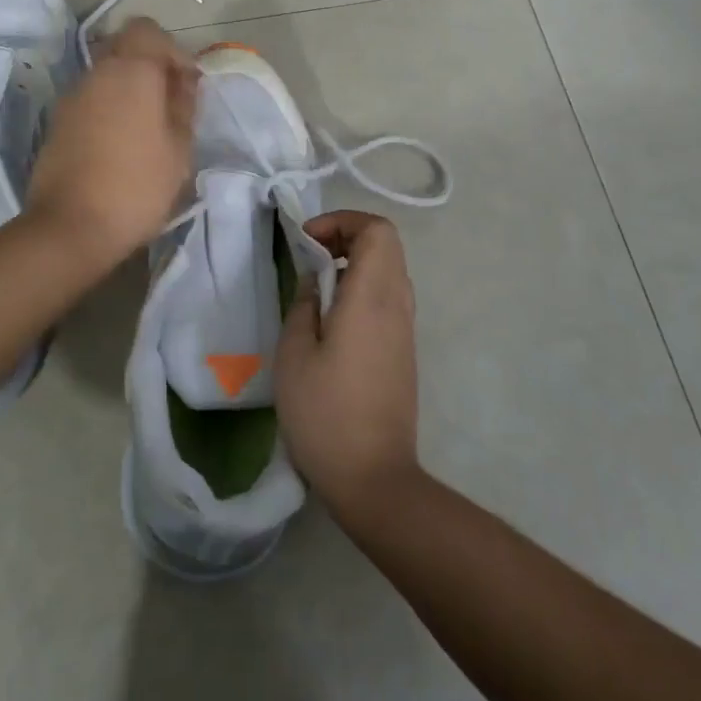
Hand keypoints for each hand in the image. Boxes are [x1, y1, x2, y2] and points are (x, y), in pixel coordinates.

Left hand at [26, 19, 196, 263]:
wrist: (70, 227)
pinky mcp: (58, 123)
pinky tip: (122, 146)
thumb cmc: (137, 186)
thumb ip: (183, 105)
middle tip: (171, 107)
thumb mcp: (179, 148)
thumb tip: (183, 80)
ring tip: (149, 131)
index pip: (148, 29)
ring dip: (129, 91)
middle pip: (124, 49)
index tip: (186, 85)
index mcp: (130, 71)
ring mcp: (72, 98)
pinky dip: (109, 110)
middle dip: (151, 69)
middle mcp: (96, 73)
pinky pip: (91, 101)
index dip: (171, 50)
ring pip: (106, 76)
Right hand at [275, 210, 421, 520]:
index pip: (377, 230)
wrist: (374, 477)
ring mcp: (405, 329)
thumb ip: (304, 304)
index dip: (342, 222)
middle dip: (346, 237)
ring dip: (355, 263)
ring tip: (316, 287)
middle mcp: (398, 304)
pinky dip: (363, 288)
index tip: (306, 242)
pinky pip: (389, 297)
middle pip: (386, 244)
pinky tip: (332, 319)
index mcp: (372, 298)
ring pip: (390, 270)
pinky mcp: (404, 350)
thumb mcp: (294, 354)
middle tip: (308, 257)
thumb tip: (315, 281)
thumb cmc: (325, 414)